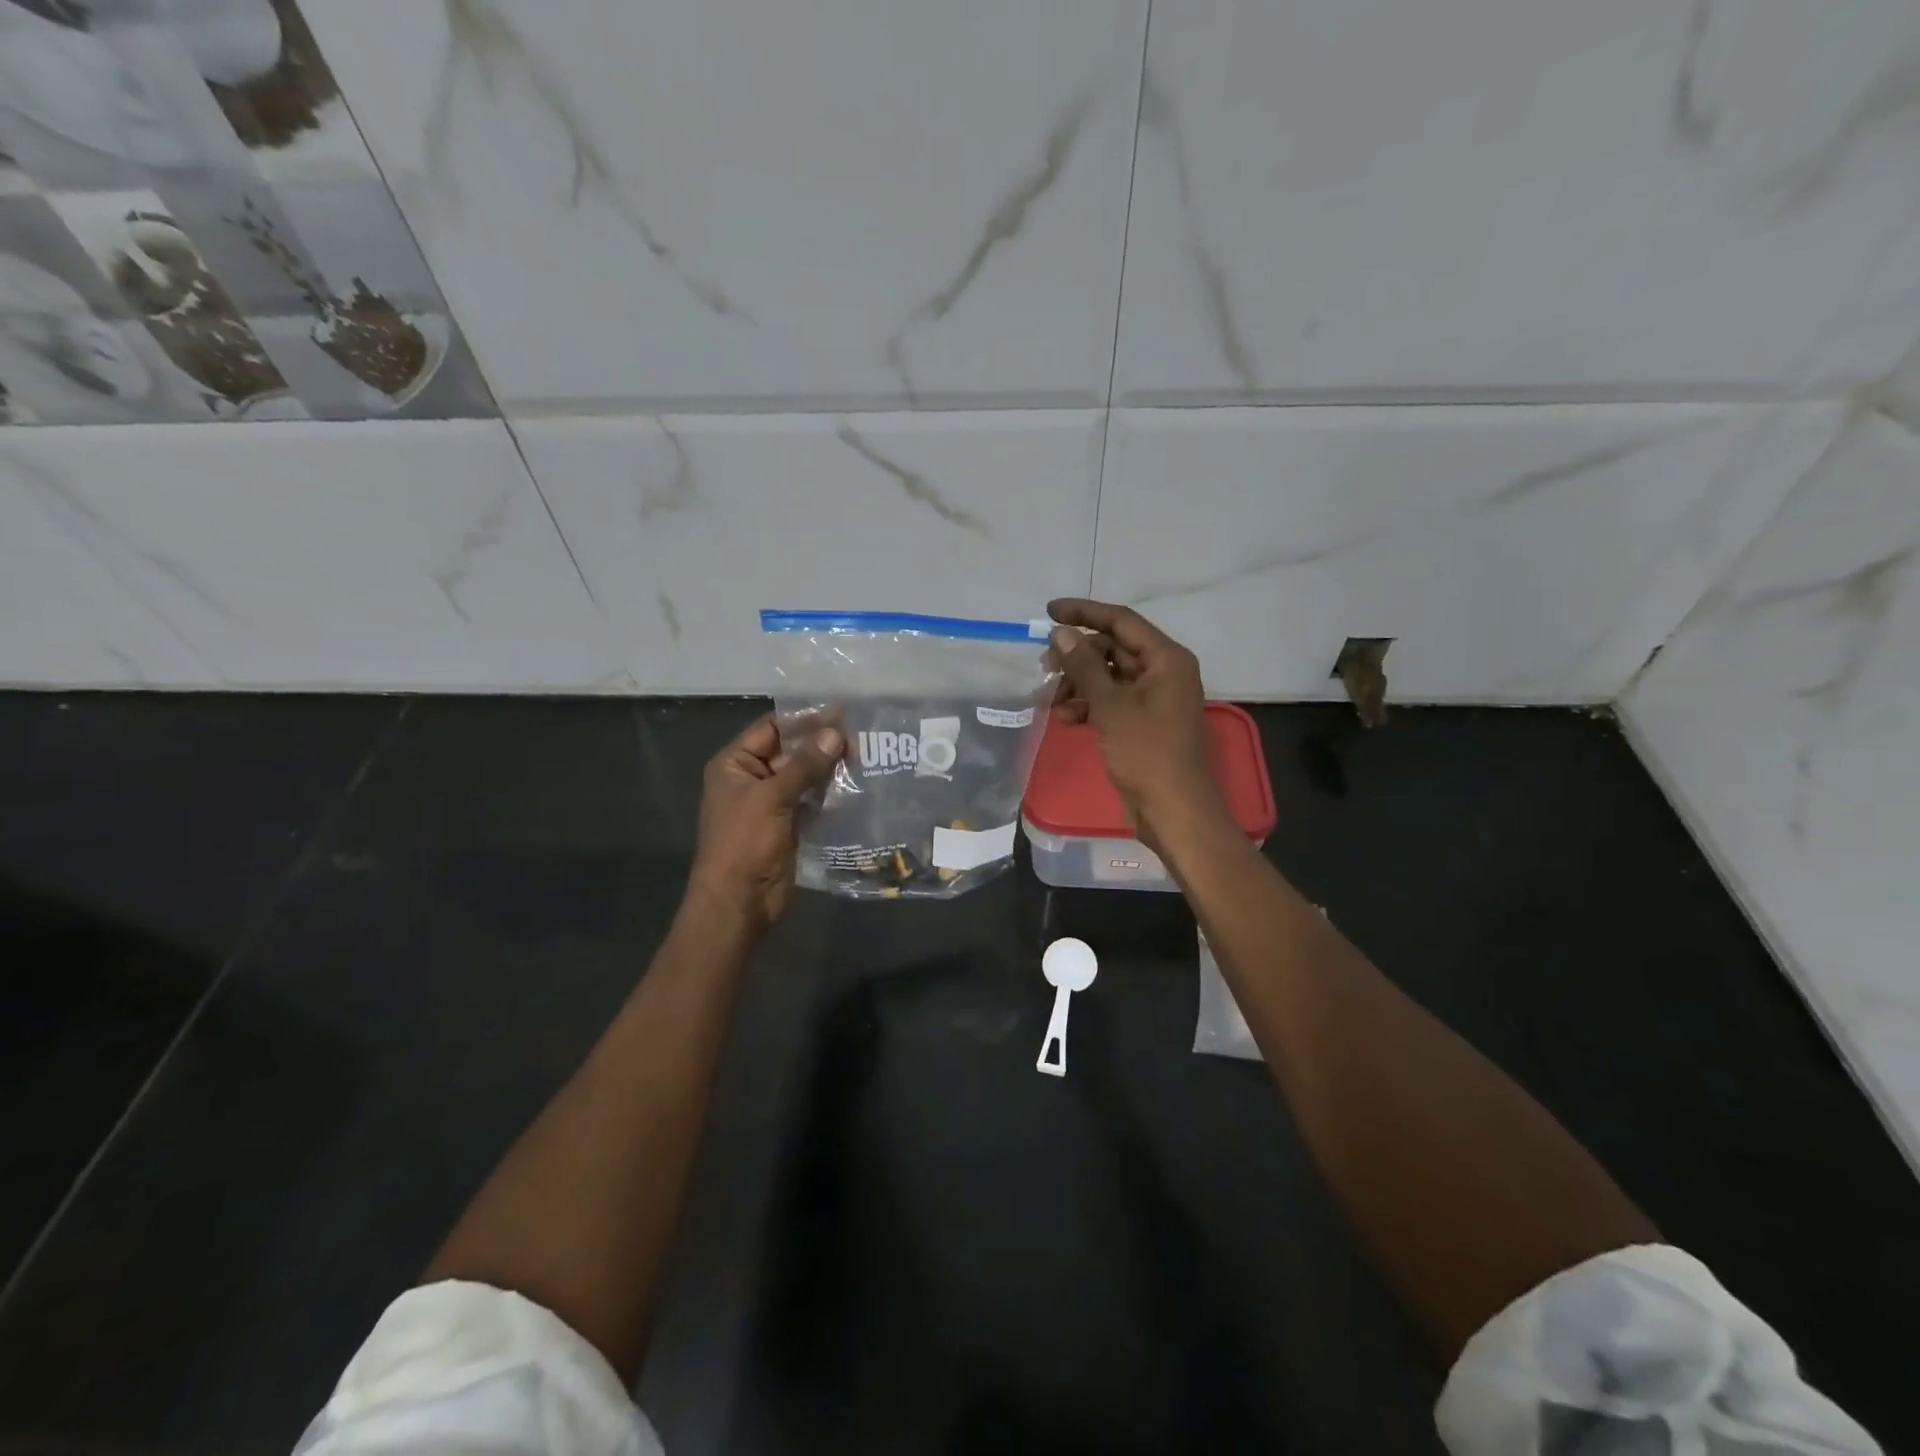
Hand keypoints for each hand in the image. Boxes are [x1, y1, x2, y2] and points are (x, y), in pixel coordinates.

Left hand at [688, 715, 842, 931]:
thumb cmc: (744, 844)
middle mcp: (752, 778)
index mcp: (735, 765)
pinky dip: (830, 793)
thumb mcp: (771, 798)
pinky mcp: (789, 824)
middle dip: (821, 744)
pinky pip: (812, 800)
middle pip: (790, 751)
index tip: (840, 712)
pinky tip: (856, 784)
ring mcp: (771, 803)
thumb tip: (836, 734)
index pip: (771, 729)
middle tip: (860, 736)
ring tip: (864, 756)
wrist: (739, 902)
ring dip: (829, 768)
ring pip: (804, 776)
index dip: (803, 719)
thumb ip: (805, 765)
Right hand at [1047, 599, 1226, 851]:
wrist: (1173, 809)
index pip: (1121, 621)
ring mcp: (1153, 698)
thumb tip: (1060, 633)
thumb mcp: (1110, 705)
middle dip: (1077, 655)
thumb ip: (1083, 665)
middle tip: (1043, 665)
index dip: (1084, 613)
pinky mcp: (1142, 722)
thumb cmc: (1146, 752)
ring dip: (1078, 683)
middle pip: (1113, 648)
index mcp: (1165, 658)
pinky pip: (1110, 701)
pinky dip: (1087, 705)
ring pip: (1108, 677)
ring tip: (1050, 698)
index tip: (1048, 612)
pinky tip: (1064, 718)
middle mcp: (1162, 672)